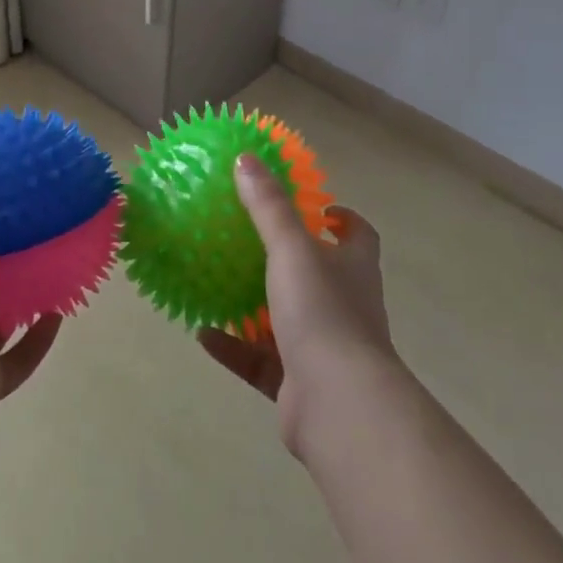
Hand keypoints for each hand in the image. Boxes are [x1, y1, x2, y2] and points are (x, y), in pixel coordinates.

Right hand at [199, 152, 398, 459]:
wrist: (337, 404)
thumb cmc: (322, 312)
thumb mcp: (291, 248)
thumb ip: (268, 206)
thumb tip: (246, 158)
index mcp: (353, 270)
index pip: (359, 236)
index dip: (343, 219)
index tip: (320, 208)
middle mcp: (345, 306)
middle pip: (322, 277)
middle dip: (289, 261)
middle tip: (249, 241)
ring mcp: (324, 349)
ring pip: (287, 321)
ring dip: (255, 306)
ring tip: (218, 285)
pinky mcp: (299, 385)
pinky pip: (260, 361)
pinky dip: (233, 347)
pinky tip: (203, 333)